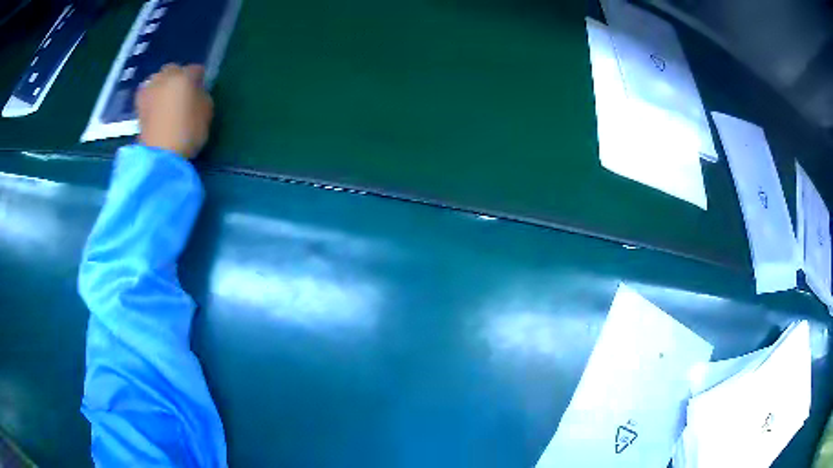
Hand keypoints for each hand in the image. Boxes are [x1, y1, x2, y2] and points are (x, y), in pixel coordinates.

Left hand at [136, 64, 213, 158]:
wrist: (160, 156)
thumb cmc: (188, 133)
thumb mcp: (206, 113)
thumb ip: (202, 96)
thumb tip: (196, 92)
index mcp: (185, 76)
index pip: (196, 69)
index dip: (200, 79)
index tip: (201, 89)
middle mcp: (165, 77)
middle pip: (173, 69)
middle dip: (178, 77)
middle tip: (182, 91)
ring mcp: (149, 90)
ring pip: (157, 79)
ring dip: (163, 84)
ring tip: (166, 98)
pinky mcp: (139, 105)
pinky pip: (147, 93)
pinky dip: (152, 96)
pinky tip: (155, 105)